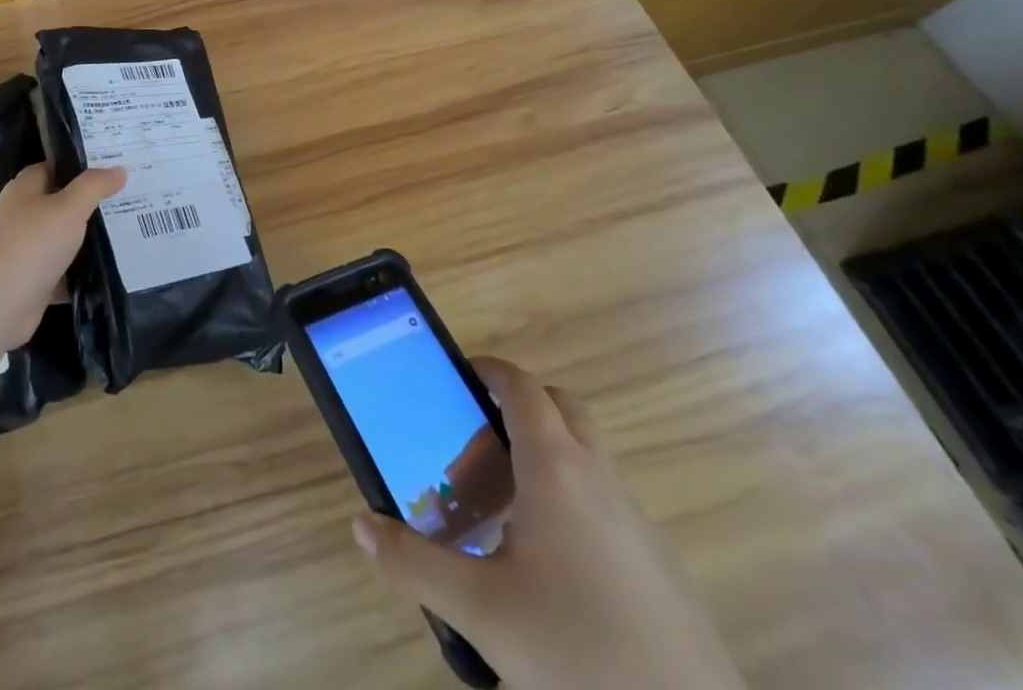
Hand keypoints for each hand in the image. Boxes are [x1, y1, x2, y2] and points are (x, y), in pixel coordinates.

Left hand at [0, 163, 125, 349]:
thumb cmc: (32, 244)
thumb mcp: (69, 207)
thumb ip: (94, 186)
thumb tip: (119, 169)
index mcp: (24, 190)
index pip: (53, 168)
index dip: (79, 165)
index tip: (111, 166)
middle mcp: (20, 216)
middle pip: (58, 203)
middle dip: (88, 203)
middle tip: (126, 198)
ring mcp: (23, 251)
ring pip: (61, 239)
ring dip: (85, 240)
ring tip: (125, 233)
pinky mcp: (30, 282)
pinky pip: (61, 272)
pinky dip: (80, 272)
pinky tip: (109, 271)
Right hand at [351, 358, 746, 689]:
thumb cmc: (579, 652)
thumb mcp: (482, 612)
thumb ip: (415, 563)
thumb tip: (361, 525)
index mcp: (556, 469)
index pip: (522, 386)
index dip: (489, 370)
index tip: (455, 376)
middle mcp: (600, 479)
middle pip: (561, 407)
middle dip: (517, 407)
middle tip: (476, 438)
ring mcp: (638, 521)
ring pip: (587, 455)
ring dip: (545, 455)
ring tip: (502, 507)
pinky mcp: (661, 564)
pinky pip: (607, 501)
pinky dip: (573, 500)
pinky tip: (549, 565)